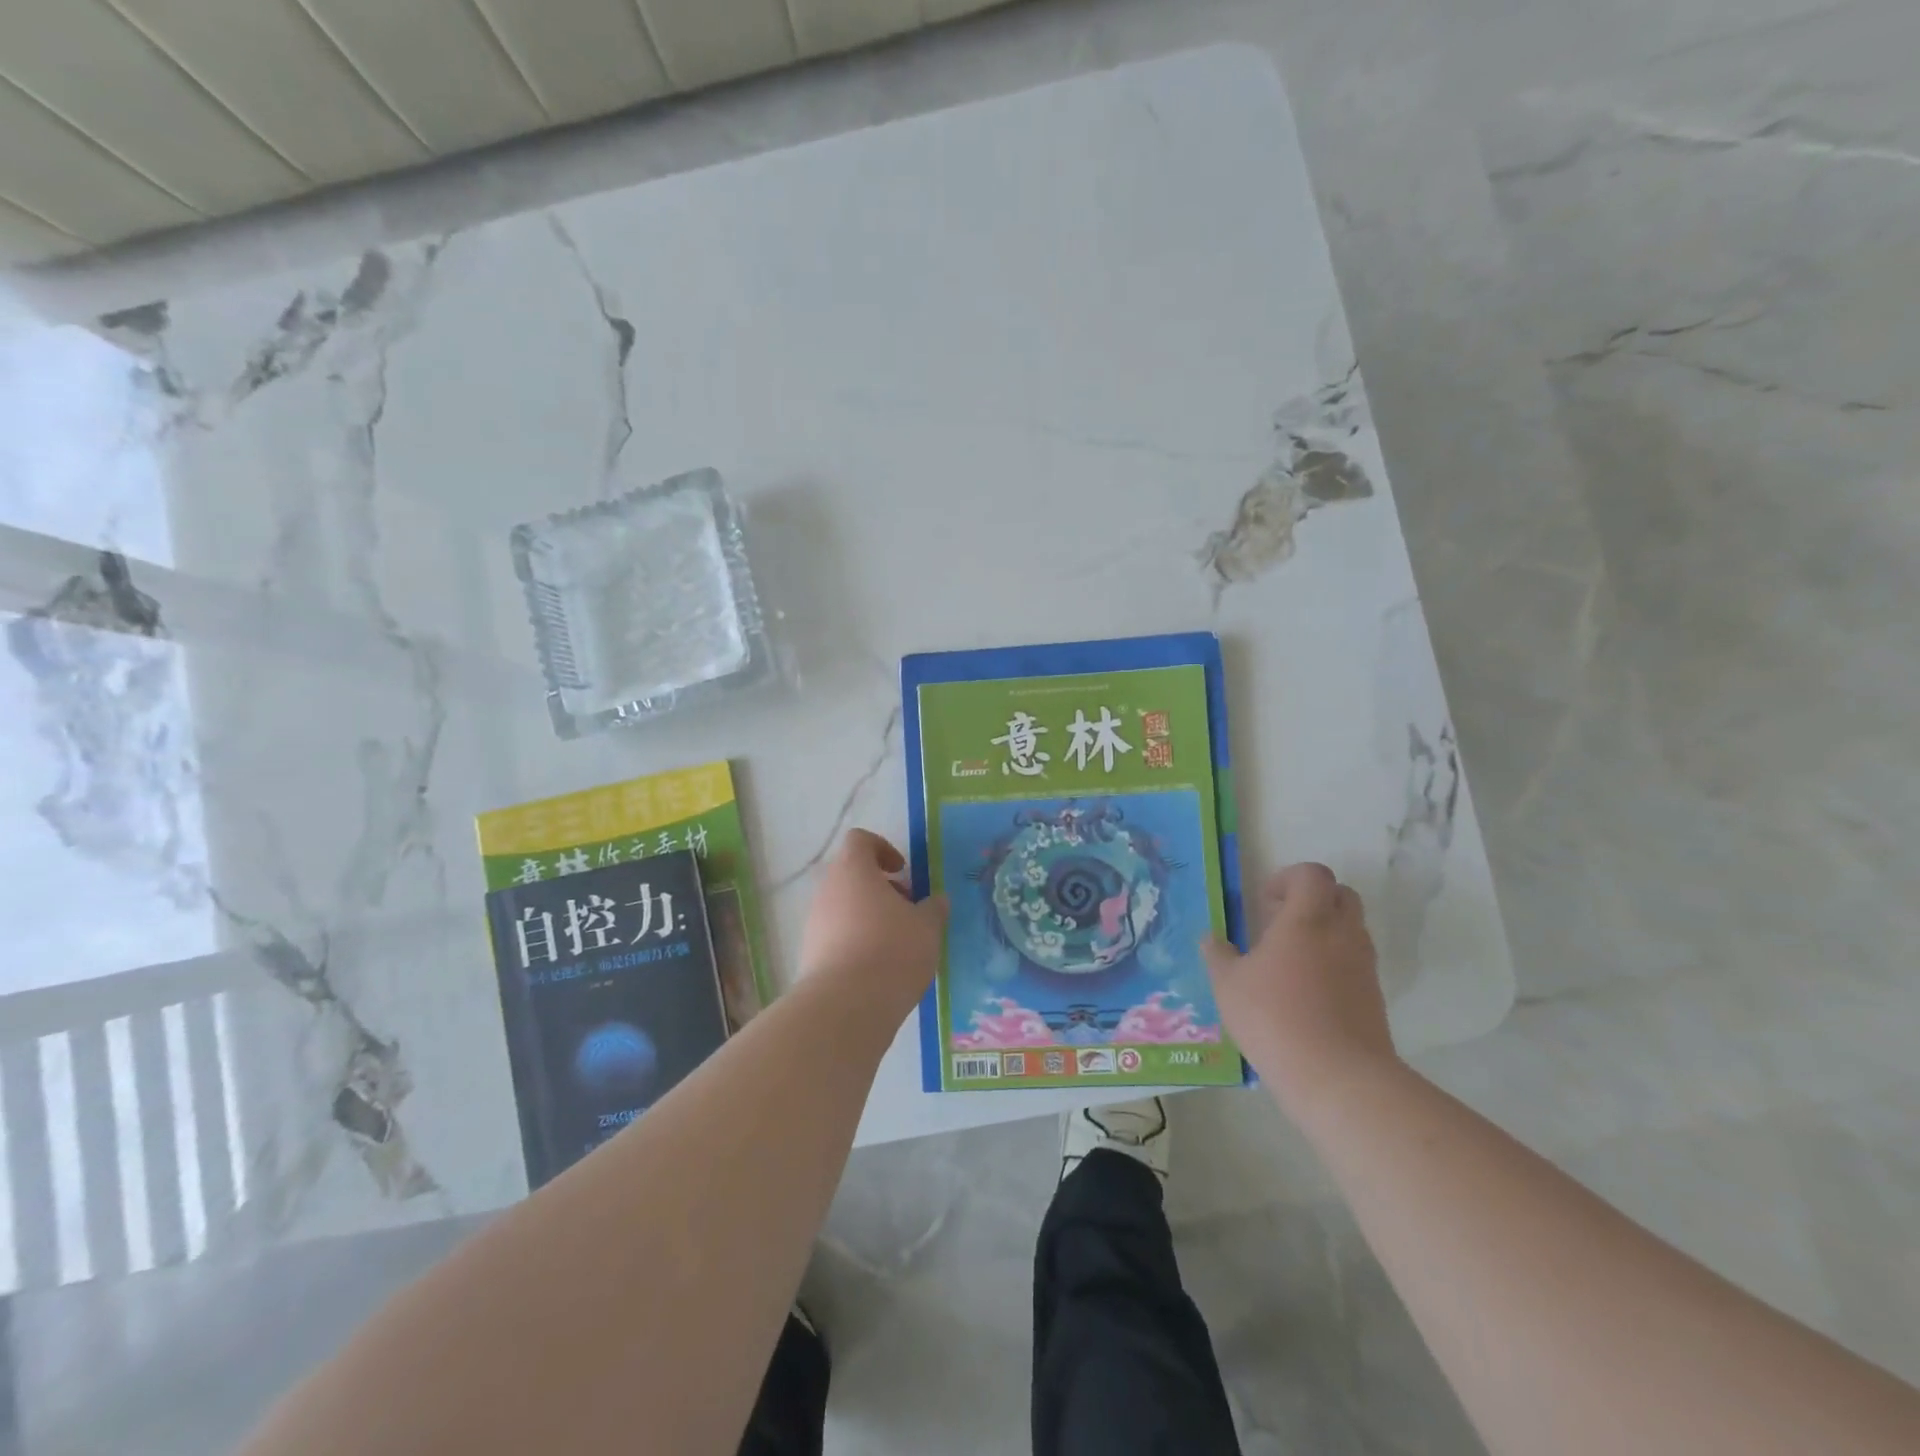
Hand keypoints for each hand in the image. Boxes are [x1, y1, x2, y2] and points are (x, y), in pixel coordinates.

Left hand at [798, 829, 947, 1009]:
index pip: (860, 840)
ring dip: (870, 917)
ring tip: (898, 944)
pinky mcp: (810, 954)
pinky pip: (836, 936)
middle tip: (908, 910)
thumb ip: (934, 908)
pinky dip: (857, 942)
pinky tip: (880, 969)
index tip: (903, 871)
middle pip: (852, 875)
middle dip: (881, 888)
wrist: (846, 1006)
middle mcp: (827, 890)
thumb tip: (937, 900)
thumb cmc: (892, 951)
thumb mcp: (927, 927)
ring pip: (844, 907)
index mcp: (853, 870)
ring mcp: (814, 923)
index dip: (883, 849)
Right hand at [1203, 863, 1396, 1115]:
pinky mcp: (1374, 997)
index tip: (1265, 902)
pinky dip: (1334, 964)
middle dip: (1312, 900)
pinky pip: (1355, 963)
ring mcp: (1363, 966)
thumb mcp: (1229, 985)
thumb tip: (1211, 940)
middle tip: (1280, 923)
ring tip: (1289, 962)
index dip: (1288, 878)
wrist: (1338, 1077)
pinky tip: (1305, 993)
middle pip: (1341, 895)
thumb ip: (1218, 956)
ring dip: (1324, 932)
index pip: (1312, 874)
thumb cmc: (1274, 1017)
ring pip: (1351, 929)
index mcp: (1307, 919)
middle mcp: (1342, 934)